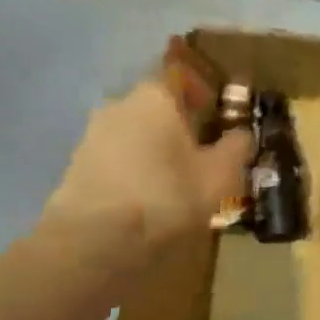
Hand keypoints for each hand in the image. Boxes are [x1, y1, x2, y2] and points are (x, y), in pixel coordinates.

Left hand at [45, 76, 252, 256]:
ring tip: (177, 182)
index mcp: (154, 96)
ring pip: (135, 133)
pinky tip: (148, 199)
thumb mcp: (218, 175)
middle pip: (156, 106)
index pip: (179, 74)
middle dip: (180, 124)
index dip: (201, 89)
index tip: (217, 112)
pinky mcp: (76, 169)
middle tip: (203, 151)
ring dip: (156, 149)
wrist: (91, 245)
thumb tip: (243, 133)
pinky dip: (135, 170)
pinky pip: (117, 159)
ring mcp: (92, 136)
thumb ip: (236, 148)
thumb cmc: (164, 197)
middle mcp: (119, 105)